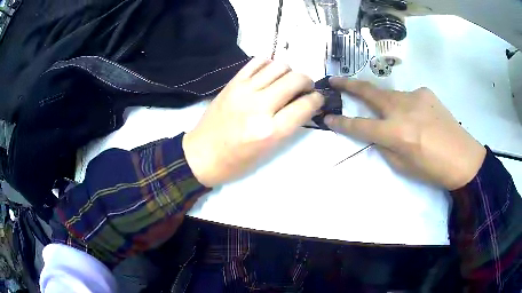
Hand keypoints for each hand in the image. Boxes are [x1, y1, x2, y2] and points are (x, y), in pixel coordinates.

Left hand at [183, 58, 323, 186]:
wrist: (200, 155)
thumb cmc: (236, 162)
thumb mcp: (268, 151)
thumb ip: (289, 125)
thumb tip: (305, 104)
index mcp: (270, 131)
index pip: (305, 105)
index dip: (317, 100)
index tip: (317, 99)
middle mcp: (259, 106)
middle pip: (295, 79)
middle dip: (307, 82)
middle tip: (305, 89)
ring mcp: (244, 91)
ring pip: (279, 66)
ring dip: (289, 72)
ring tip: (286, 82)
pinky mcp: (232, 83)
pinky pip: (257, 61)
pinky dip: (269, 64)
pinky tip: (269, 75)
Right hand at [325, 77, 485, 189]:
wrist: (464, 158)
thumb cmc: (433, 170)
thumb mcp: (403, 166)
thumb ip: (385, 146)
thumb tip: (377, 133)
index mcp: (396, 133)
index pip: (360, 126)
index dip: (341, 123)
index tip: (327, 118)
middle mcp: (402, 109)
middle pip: (369, 93)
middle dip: (349, 85)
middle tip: (334, 79)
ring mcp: (415, 96)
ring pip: (390, 95)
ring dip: (386, 104)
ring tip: (397, 119)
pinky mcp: (425, 92)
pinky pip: (408, 97)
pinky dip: (406, 107)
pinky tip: (418, 118)